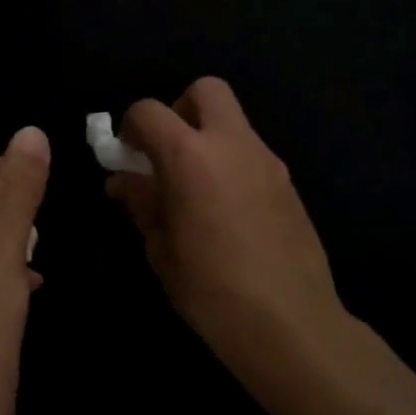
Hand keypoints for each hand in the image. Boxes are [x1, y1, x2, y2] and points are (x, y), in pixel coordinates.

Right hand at [108, 79, 346, 378]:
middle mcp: (233, 144)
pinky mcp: (288, 182)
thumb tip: (124, 180)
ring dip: (208, 137)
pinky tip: (226, 209)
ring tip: (195, 188)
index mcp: (190, 157)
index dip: (130, 127)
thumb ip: (142, 203)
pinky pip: (252, 152)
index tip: (127, 157)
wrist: (291, 324)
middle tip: (168, 153)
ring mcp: (267, 161)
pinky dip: (231, 162)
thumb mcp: (161, 249)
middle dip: (179, 110)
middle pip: (206, 90)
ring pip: (233, 121)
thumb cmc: (212, 291)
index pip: (149, 111)